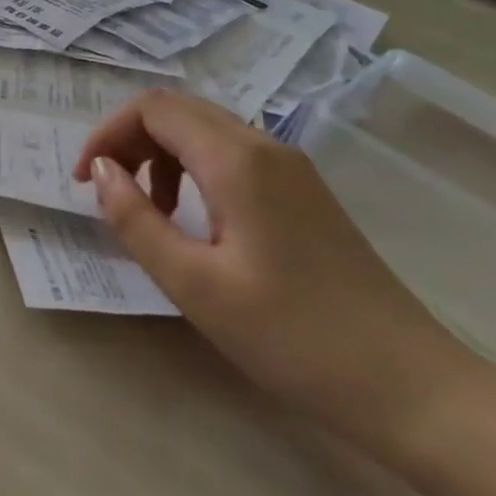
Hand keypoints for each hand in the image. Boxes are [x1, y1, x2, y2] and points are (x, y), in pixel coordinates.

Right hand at [75, 91, 464, 446]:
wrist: (410, 387)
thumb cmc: (293, 338)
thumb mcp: (195, 285)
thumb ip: (137, 220)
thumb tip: (101, 172)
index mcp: (237, 160)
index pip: (153, 109)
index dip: (108, 134)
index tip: (85, 182)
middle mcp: (265, 146)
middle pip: (179, 111)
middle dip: (131, 140)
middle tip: (108, 193)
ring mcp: (291, 167)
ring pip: (206, 131)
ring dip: (162, 156)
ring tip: (151, 214)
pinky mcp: (304, 192)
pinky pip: (233, 156)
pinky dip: (195, 171)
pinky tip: (196, 222)